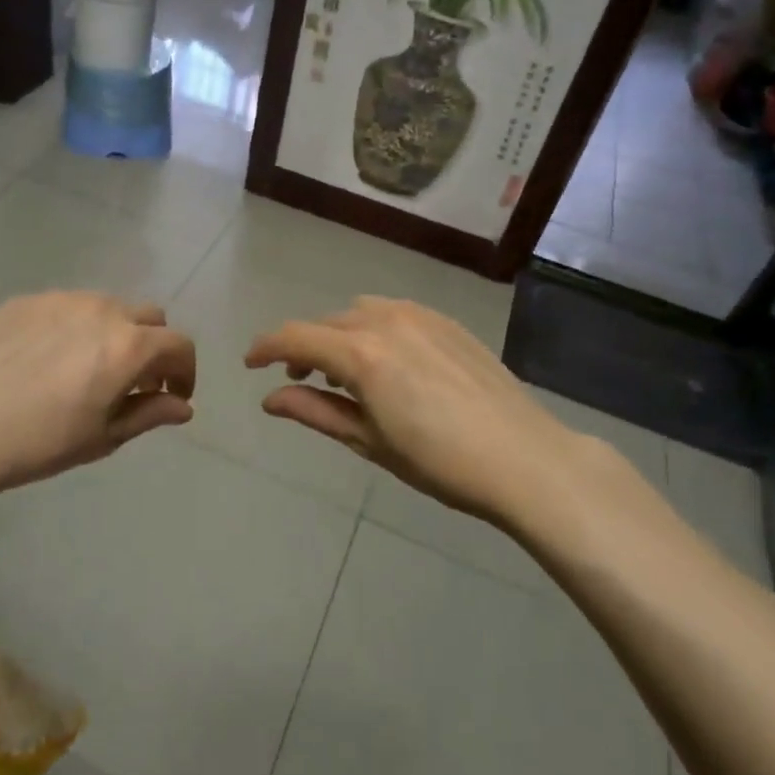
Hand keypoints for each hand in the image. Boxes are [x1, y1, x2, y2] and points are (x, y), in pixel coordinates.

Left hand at [0, 292, 195, 504]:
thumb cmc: (40, 442)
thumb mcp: (103, 437)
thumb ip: (150, 414)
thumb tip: (183, 407)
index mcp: (129, 346)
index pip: (179, 345)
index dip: (185, 372)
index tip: (173, 397)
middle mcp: (103, 310)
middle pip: (150, 317)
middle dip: (153, 347)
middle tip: (133, 382)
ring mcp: (62, 299)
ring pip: (108, 306)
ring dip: (115, 332)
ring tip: (88, 368)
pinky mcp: (26, 300)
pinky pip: (67, 306)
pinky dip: (75, 327)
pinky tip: (47, 359)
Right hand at [245, 296, 598, 522]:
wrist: (524, 457)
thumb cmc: (440, 461)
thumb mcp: (369, 441)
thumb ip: (316, 412)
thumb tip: (270, 399)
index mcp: (362, 353)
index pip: (296, 338)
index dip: (266, 348)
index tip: (250, 364)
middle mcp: (386, 320)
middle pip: (327, 323)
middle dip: (304, 347)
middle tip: (301, 380)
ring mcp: (421, 316)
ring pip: (360, 313)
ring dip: (340, 335)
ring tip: (346, 371)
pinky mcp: (447, 322)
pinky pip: (394, 312)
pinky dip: (374, 329)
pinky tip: (388, 362)